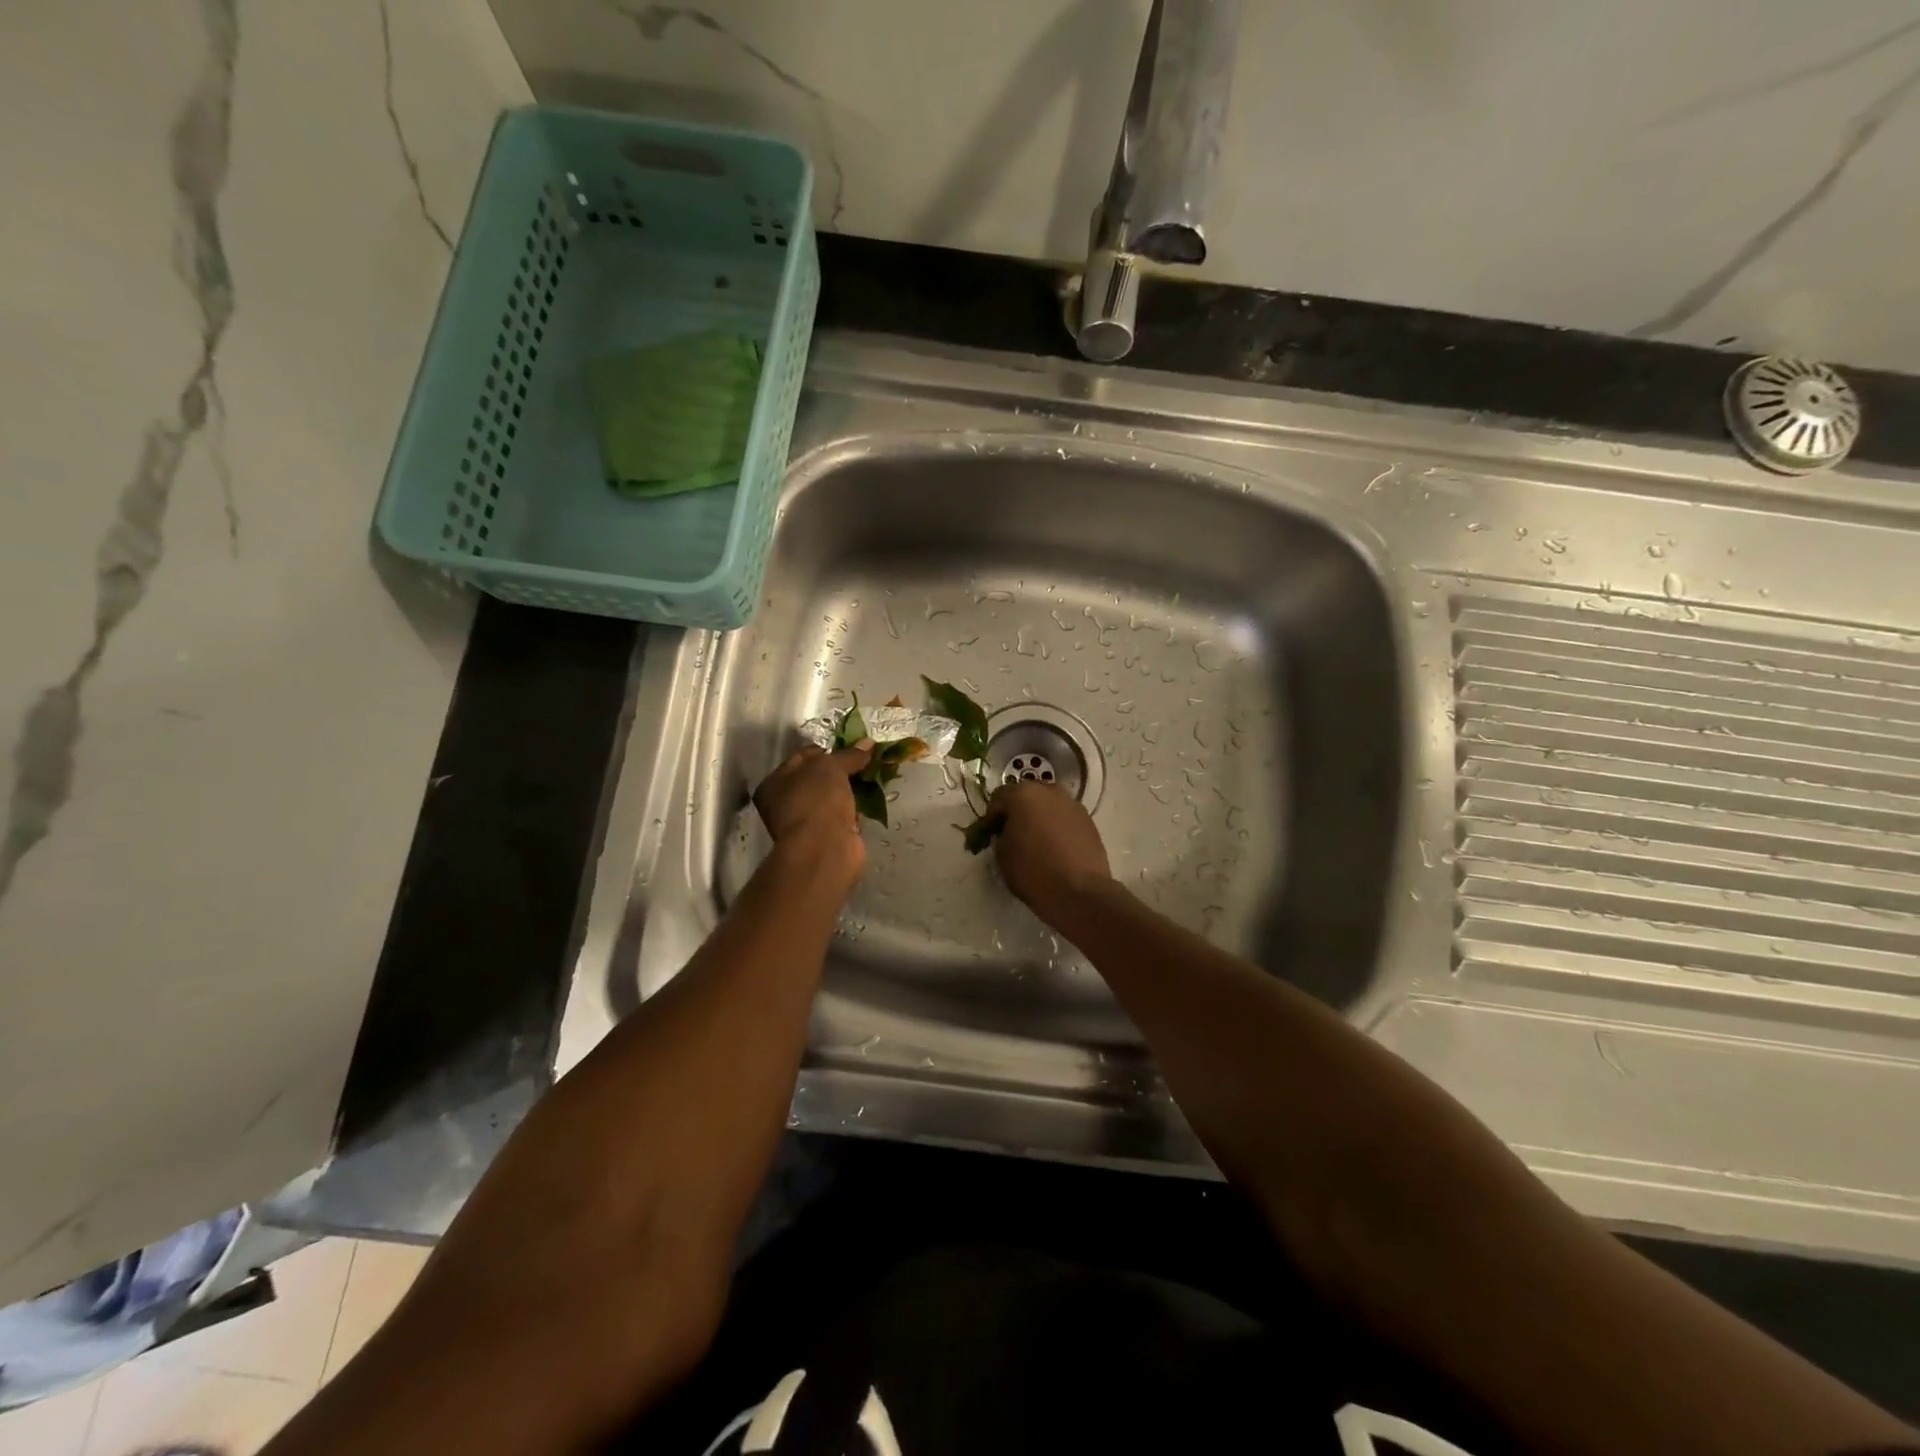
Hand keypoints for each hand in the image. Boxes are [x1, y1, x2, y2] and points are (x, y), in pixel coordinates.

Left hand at [754, 742, 872, 890]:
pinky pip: (843, 817)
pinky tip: (871, 802)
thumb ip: (849, 754)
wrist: (825, 850)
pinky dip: (856, 811)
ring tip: (873, 777)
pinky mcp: (827, 838)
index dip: (827, 750)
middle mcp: (785, 804)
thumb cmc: (817, 801)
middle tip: (865, 761)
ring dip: (851, 790)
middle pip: (819, 779)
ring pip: (833, 798)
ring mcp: (806, 823)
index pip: (803, 757)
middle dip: (843, 770)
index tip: (852, 748)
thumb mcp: (832, 767)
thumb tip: (867, 743)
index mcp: (774, 784)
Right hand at [990, 781, 1112, 920]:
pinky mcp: (1089, 820)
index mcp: (1023, 794)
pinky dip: (1057, 827)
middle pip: (1027, 796)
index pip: (998, 797)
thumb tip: (1009, 832)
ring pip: (1049, 806)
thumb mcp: (1002, 854)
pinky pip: (1065, 818)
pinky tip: (1056, 848)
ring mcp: (1073, 804)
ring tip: (1037, 842)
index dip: (992, 817)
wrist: (1079, 891)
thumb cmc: (1033, 870)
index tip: (990, 835)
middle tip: (1014, 835)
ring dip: (1040, 818)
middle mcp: (1050, 791)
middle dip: (1018, 813)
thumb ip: (1001, 835)